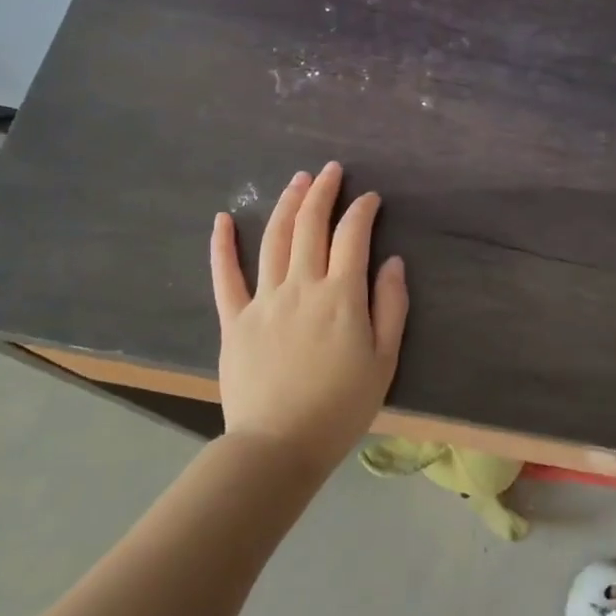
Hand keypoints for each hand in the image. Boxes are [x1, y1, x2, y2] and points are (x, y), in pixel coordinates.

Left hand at [209, 162, 407, 476]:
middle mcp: (301, 286)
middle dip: (323, 192)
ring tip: (297, 181)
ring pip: (273, 239)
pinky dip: (222, 245)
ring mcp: (263, 300)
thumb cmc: (341, 407)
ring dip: (286, 204)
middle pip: (310, 226)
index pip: (353, 236)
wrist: (279, 445)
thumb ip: (390, 306)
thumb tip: (393, 261)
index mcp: (341, 296)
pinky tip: (223, 219)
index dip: (362, 211)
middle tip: (331, 170)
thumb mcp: (384, 361)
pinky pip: (225, 276)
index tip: (370, 199)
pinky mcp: (234, 319)